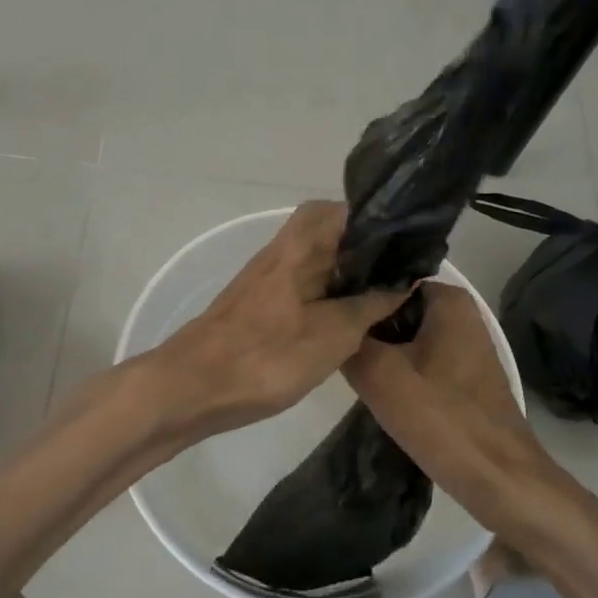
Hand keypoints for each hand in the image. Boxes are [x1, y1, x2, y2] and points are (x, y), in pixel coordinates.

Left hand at [152, 201, 410, 444]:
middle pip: (326, 235)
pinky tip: (343, 323)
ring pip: (314, 263)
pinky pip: (301, 287)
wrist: (192, 388)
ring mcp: (265, 280)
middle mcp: (280, 254)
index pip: (338, 210)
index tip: (404, 243)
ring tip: (381, 300)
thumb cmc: (266, 356)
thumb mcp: (333, 334)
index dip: (373, 219)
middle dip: (363, 252)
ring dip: (345, 276)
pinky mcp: (256, 306)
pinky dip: (325, 296)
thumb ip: (370, 305)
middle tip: (396, 277)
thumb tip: (403, 281)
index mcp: (298, 247)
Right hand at [344, 283, 558, 530]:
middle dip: (364, 324)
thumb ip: (349, 339)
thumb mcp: (379, 375)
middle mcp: (460, 313)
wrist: (499, 480)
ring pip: (403, 336)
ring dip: (377, 349)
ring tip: (340, 360)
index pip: (385, 279)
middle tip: (326, 340)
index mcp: (448, 299)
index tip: (322, 312)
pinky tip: (371, 386)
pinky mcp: (461, 376)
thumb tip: (330, 322)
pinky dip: (395, 369)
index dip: (352, 294)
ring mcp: (463, 345)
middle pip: (393, 308)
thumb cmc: (442, 419)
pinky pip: (417, 359)